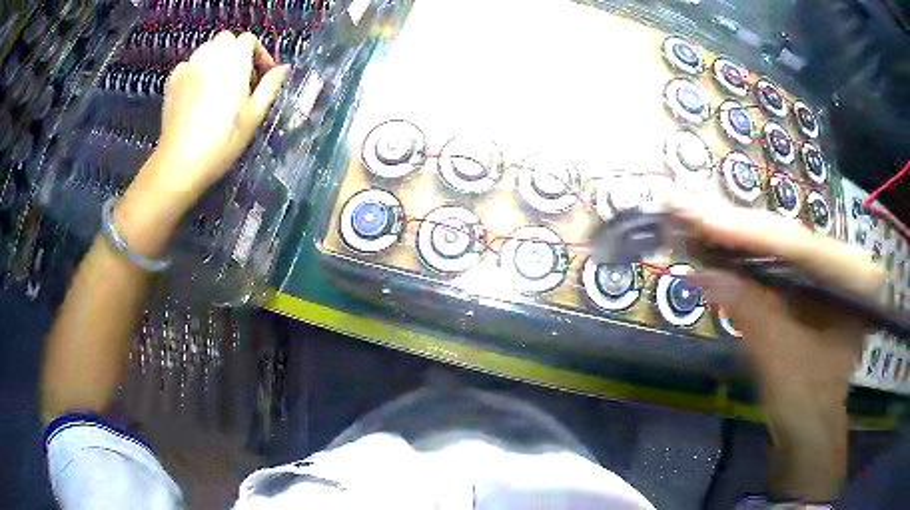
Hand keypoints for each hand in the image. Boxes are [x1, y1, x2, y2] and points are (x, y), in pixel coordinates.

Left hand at [115, 31, 287, 256]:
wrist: (180, 163)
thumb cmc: (222, 141)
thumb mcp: (254, 116)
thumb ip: (270, 86)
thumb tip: (283, 68)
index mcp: (234, 61)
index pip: (248, 40)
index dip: (257, 54)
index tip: (261, 76)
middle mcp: (210, 56)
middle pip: (227, 40)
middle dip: (235, 54)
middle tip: (240, 81)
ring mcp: (188, 66)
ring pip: (207, 50)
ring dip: (216, 60)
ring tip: (218, 87)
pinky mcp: (172, 80)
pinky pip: (189, 65)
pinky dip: (197, 71)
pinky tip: (197, 93)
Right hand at [673, 201, 882, 501]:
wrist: (809, 434)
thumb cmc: (805, 403)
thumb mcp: (781, 357)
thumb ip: (750, 310)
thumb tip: (703, 273)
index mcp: (853, 276)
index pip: (795, 244)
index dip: (744, 231)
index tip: (698, 215)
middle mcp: (843, 263)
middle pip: (786, 238)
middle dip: (736, 228)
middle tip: (688, 208)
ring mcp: (828, 275)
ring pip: (778, 249)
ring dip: (737, 240)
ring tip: (695, 220)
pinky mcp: (812, 289)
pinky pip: (777, 267)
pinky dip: (746, 261)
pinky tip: (718, 246)